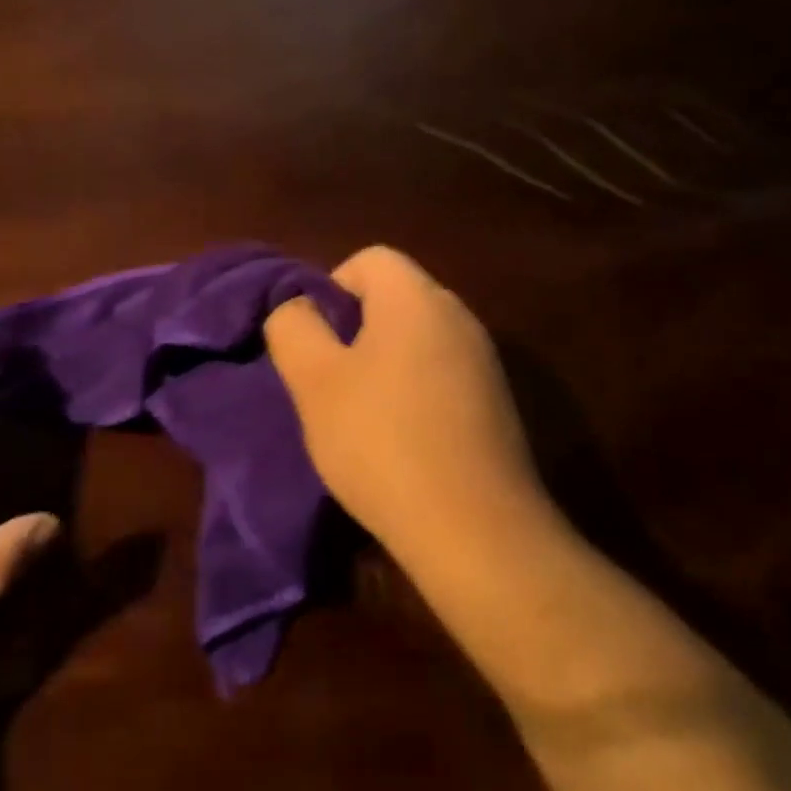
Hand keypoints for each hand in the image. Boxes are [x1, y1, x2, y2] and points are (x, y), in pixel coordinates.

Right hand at [264, 246, 542, 562]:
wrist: (476, 531)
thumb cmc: (382, 442)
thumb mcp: (314, 382)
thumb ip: (293, 327)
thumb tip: (298, 307)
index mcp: (417, 298)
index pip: (369, 259)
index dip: (332, 289)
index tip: (317, 343)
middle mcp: (459, 316)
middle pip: (395, 298)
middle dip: (354, 330)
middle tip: (330, 382)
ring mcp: (484, 361)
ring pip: (417, 339)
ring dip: (383, 365)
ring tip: (361, 417)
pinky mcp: (497, 403)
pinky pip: (442, 375)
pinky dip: (414, 393)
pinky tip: (402, 442)